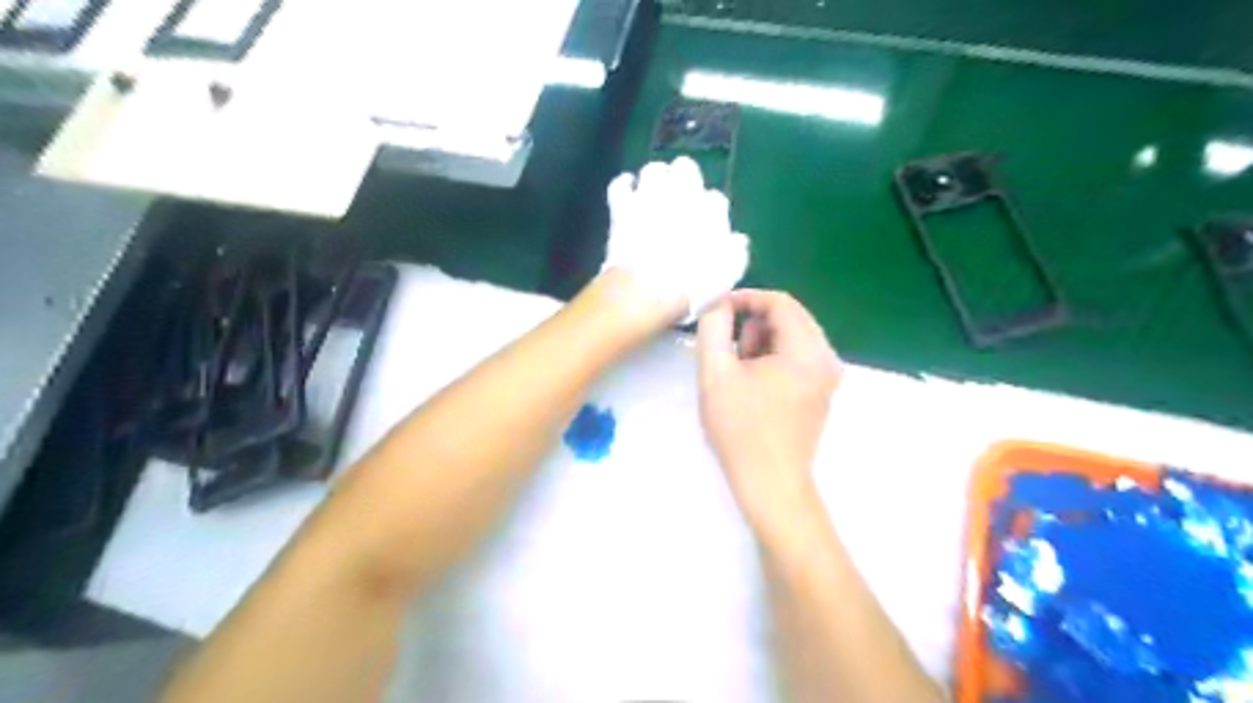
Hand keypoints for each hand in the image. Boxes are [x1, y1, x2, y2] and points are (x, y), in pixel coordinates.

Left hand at [603, 157, 747, 322]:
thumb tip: (738, 240)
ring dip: (656, 178)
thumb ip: (736, 253)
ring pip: (653, 170)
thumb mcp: (727, 275)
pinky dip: (625, 184)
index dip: (712, 212)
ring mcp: (649, 197)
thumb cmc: (694, 286)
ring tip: (655, 190)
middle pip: (685, 168)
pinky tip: (628, 188)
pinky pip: (621, 185)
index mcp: (710, 211)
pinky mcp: (623, 207)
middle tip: (682, 196)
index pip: (716, 199)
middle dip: (685, 178)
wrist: (649, 289)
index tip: (708, 226)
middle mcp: (682, 194)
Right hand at [695, 289, 839, 528]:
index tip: (716, 310)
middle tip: (727, 347)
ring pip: (793, 337)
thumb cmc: (741, 429)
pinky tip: (754, 384)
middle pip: (790, 317)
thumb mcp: (715, 373)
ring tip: (739, 371)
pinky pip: (797, 357)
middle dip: (753, 323)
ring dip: (763, 342)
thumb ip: (713, 328)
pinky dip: (774, 359)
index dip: (745, 299)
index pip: (780, 302)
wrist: (770, 483)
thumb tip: (719, 306)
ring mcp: (828, 377)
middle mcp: (827, 357)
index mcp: (807, 350)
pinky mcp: (822, 392)